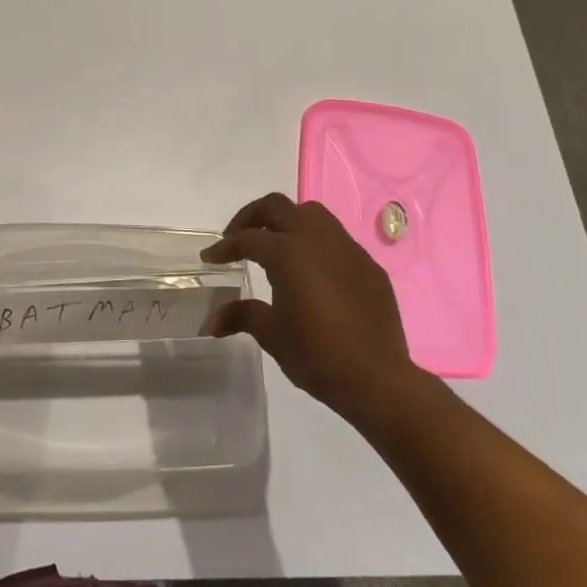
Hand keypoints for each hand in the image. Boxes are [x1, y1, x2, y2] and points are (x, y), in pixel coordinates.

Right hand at [201, 192, 426, 421]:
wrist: (377, 379)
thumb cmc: (316, 354)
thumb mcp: (271, 334)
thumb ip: (242, 315)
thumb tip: (211, 322)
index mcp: (288, 252)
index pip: (247, 238)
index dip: (224, 247)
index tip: (210, 258)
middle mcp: (317, 239)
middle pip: (277, 207)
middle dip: (251, 217)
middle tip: (237, 239)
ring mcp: (347, 249)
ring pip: (311, 214)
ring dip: (286, 222)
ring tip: (274, 246)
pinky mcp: (368, 265)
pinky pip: (336, 239)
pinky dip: (315, 243)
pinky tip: (311, 271)